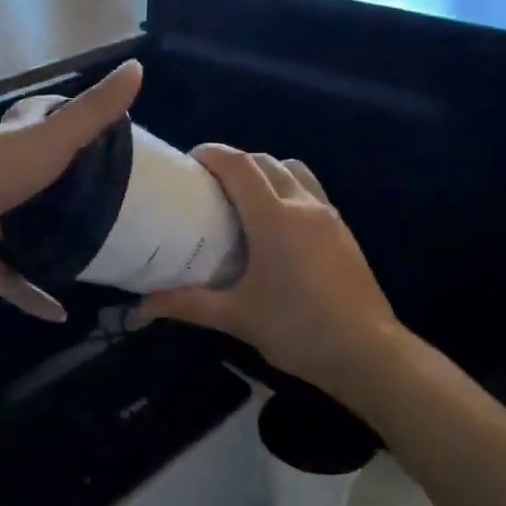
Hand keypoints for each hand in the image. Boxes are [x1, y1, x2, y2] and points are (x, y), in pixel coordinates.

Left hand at [0, 61, 141, 320]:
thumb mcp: (47, 142)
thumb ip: (91, 113)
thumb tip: (138, 65)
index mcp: (10, 140)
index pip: (39, 119)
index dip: (68, 120)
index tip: (106, 137)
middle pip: (31, 176)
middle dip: (63, 187)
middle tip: (108, 204)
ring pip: (15, 226)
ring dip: (44, 241)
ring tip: (88, 255)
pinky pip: (1, 274)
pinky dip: (26, 293)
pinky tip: (57, 315)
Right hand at [137, 146, 403, 397]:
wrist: (367, 352)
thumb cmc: (297, 329)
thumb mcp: (236, 317)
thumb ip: (187, 304)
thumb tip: (138, 309)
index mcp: (274, 218)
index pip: (239, 166)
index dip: (212, 154)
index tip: (189, 160)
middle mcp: (303, 205)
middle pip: (266, 162)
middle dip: (236, 163)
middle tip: (210, 186)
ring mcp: (329, 217)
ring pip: (295, 172)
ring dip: (267, 174)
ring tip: (245, 201)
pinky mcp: (344, 233)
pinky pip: (311, 193)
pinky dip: (289, 192)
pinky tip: (277, 229)